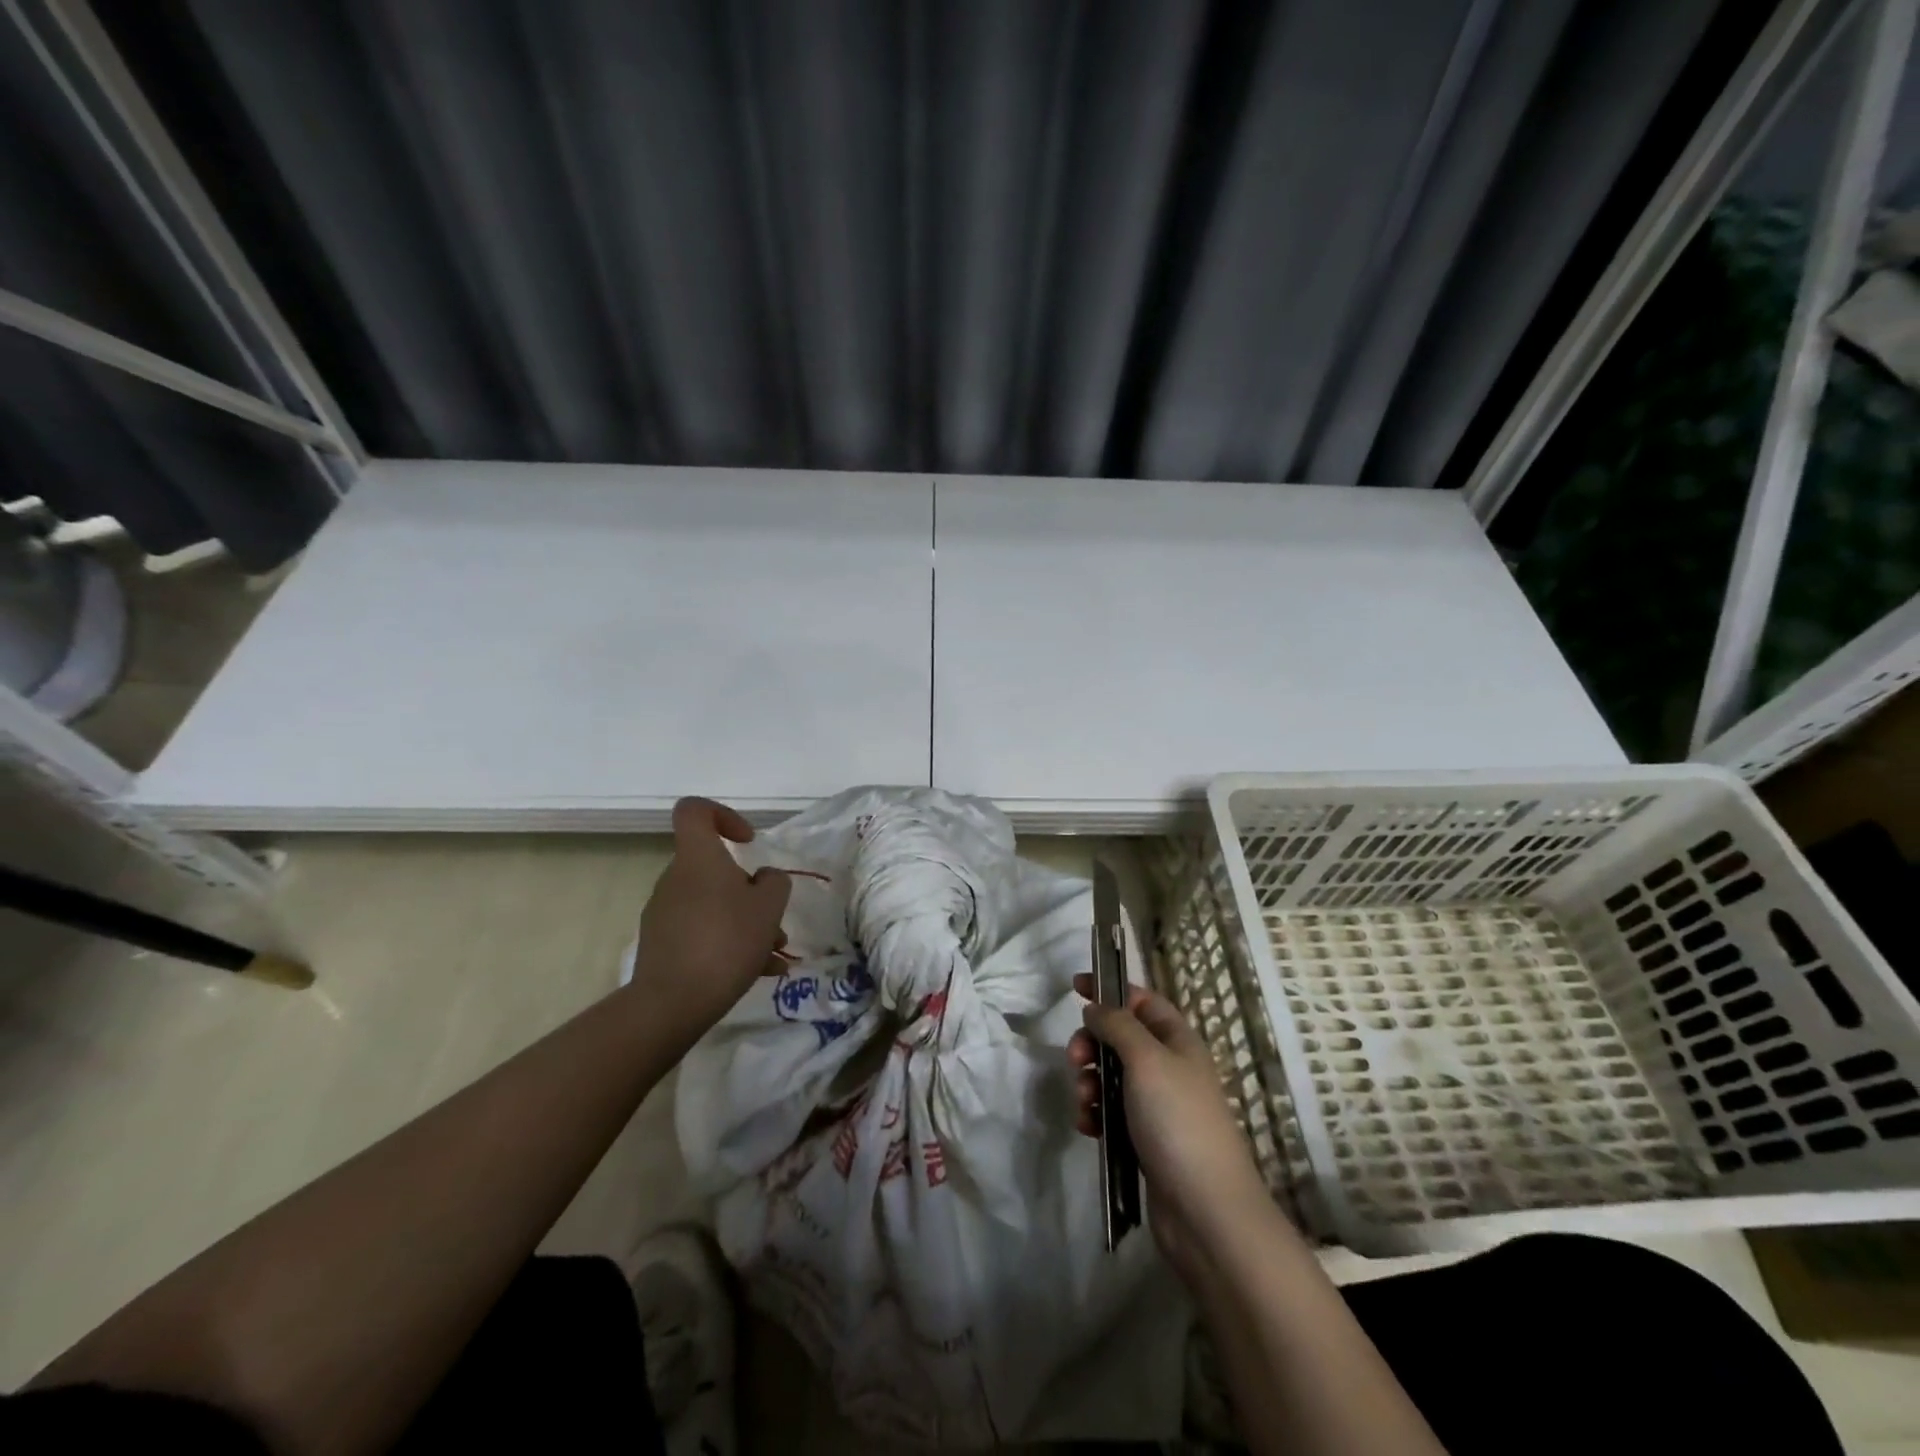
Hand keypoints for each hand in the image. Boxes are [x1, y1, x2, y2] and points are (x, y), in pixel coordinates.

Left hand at [631, 798, 790, 1045]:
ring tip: (775, 953)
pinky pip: (703, 933)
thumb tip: (762, 879)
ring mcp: (665, 914)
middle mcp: (675, 879)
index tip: (748, 841)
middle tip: (774, 919)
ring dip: (746, 923)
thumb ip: (773, 883)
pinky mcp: (662, 946)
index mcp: (698, 858)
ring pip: (713, 905)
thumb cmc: (726, 940)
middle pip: (713, 868)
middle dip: (750, 890)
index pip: (695, 811)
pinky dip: (730, 945)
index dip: (723, 815)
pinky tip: (760, 973)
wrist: (672, 1003)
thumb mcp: (769, 906)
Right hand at [1070, 976, 1275, 1278]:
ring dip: (1089, 1081)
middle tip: (1075, 1059)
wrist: (1205, 1211)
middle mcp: (1168, 1067)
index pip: (1142, 1000)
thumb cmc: (1178, 1121)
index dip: (1110, 990)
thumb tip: (1096, 1007)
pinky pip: (1110, 1112)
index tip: (1074, 987)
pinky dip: (1095, 1113)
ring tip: (1083, 1102)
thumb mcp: (1147, 1059)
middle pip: (1120, 1037)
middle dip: (1092, 1043)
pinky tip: (1087, 1127)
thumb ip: (1117, 1025)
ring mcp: (1157, 1105)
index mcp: (1177, 1040)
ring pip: (1110, 1076)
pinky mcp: (1144, 1139)